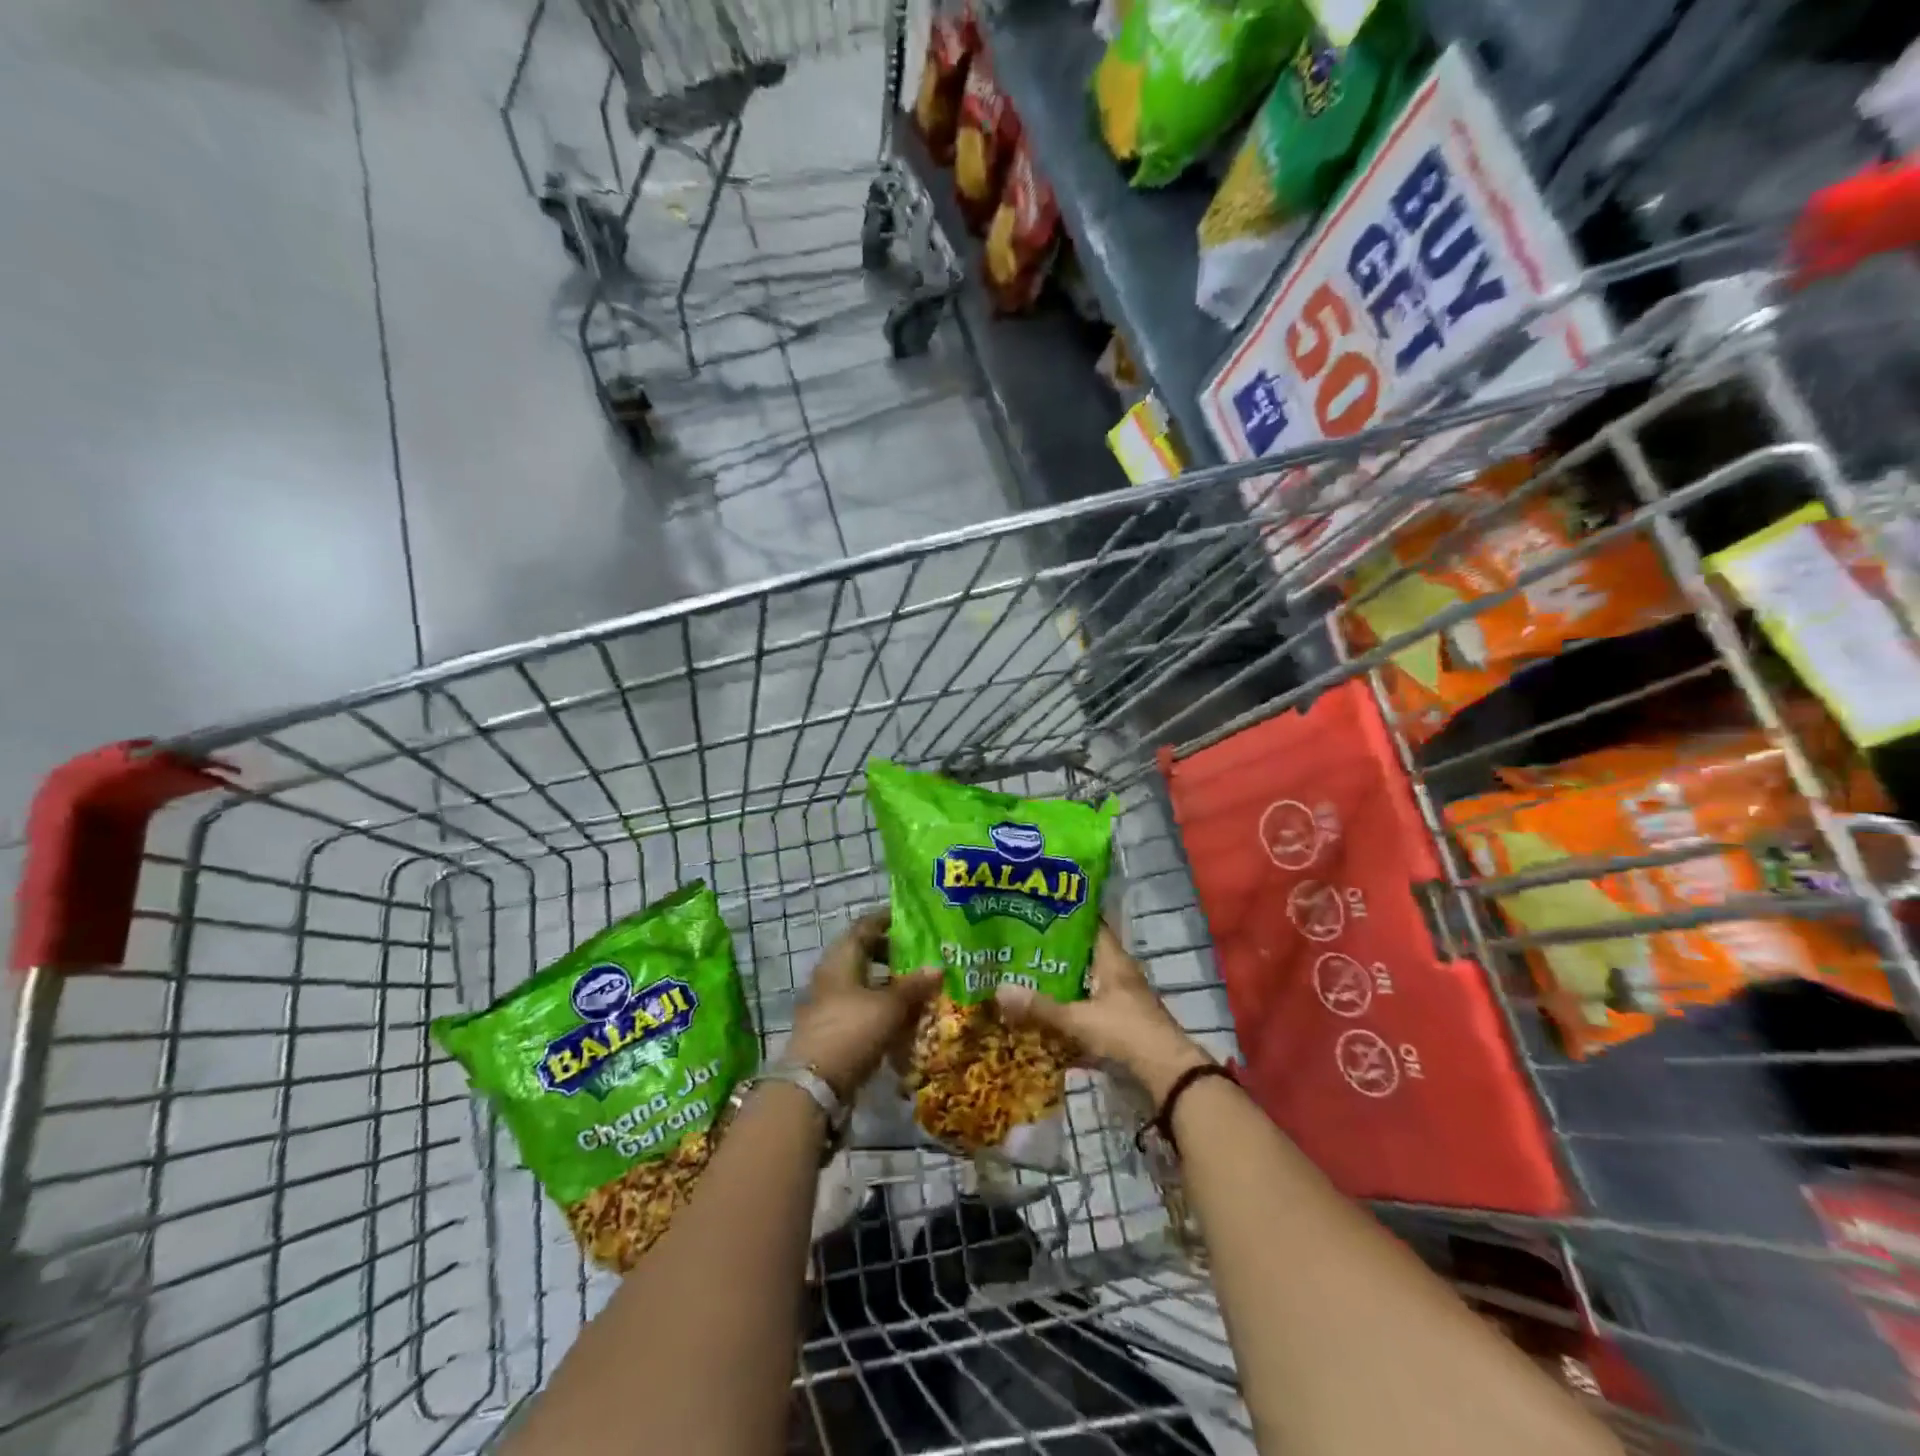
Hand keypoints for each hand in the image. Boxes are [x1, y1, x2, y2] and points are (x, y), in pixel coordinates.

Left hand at [787, 910, 939, 1100]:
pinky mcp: (832, 1027)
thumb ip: (914, 986)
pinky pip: (860, 1006)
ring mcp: (829, 1001)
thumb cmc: (852, 1030)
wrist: (814, 1084)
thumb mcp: (890, 1006)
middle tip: (921, 955)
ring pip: (863, 981)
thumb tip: (938, 967)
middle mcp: (832, 973)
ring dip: (888, 982)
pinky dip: (880, 1006)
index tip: (912, 919)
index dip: (888, 919)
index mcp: (842, 957)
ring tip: (917, 987)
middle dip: (892, 953)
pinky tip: (902, 1017)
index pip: (865, 925)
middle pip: (864, 953)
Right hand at [993, 922, 1210, 1101]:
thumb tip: (999, 990)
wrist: (1168, 1076)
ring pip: (1084, 987)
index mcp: (1113, 961)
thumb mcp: (1079, 1020)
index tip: (1035, 912)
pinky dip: (1069, 1017)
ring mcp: (1121, 1002)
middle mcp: (1118, 975)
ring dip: (1060, 987)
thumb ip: (1041, 1008)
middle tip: (1018, 949)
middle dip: (1053, 955)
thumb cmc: (1126, 1033)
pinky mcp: (1120, 1027)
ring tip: (1024, 982)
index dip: (1065, 917)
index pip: (1090, 926)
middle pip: (1082, 958)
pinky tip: (1044, 1021)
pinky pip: (1088, 1014)